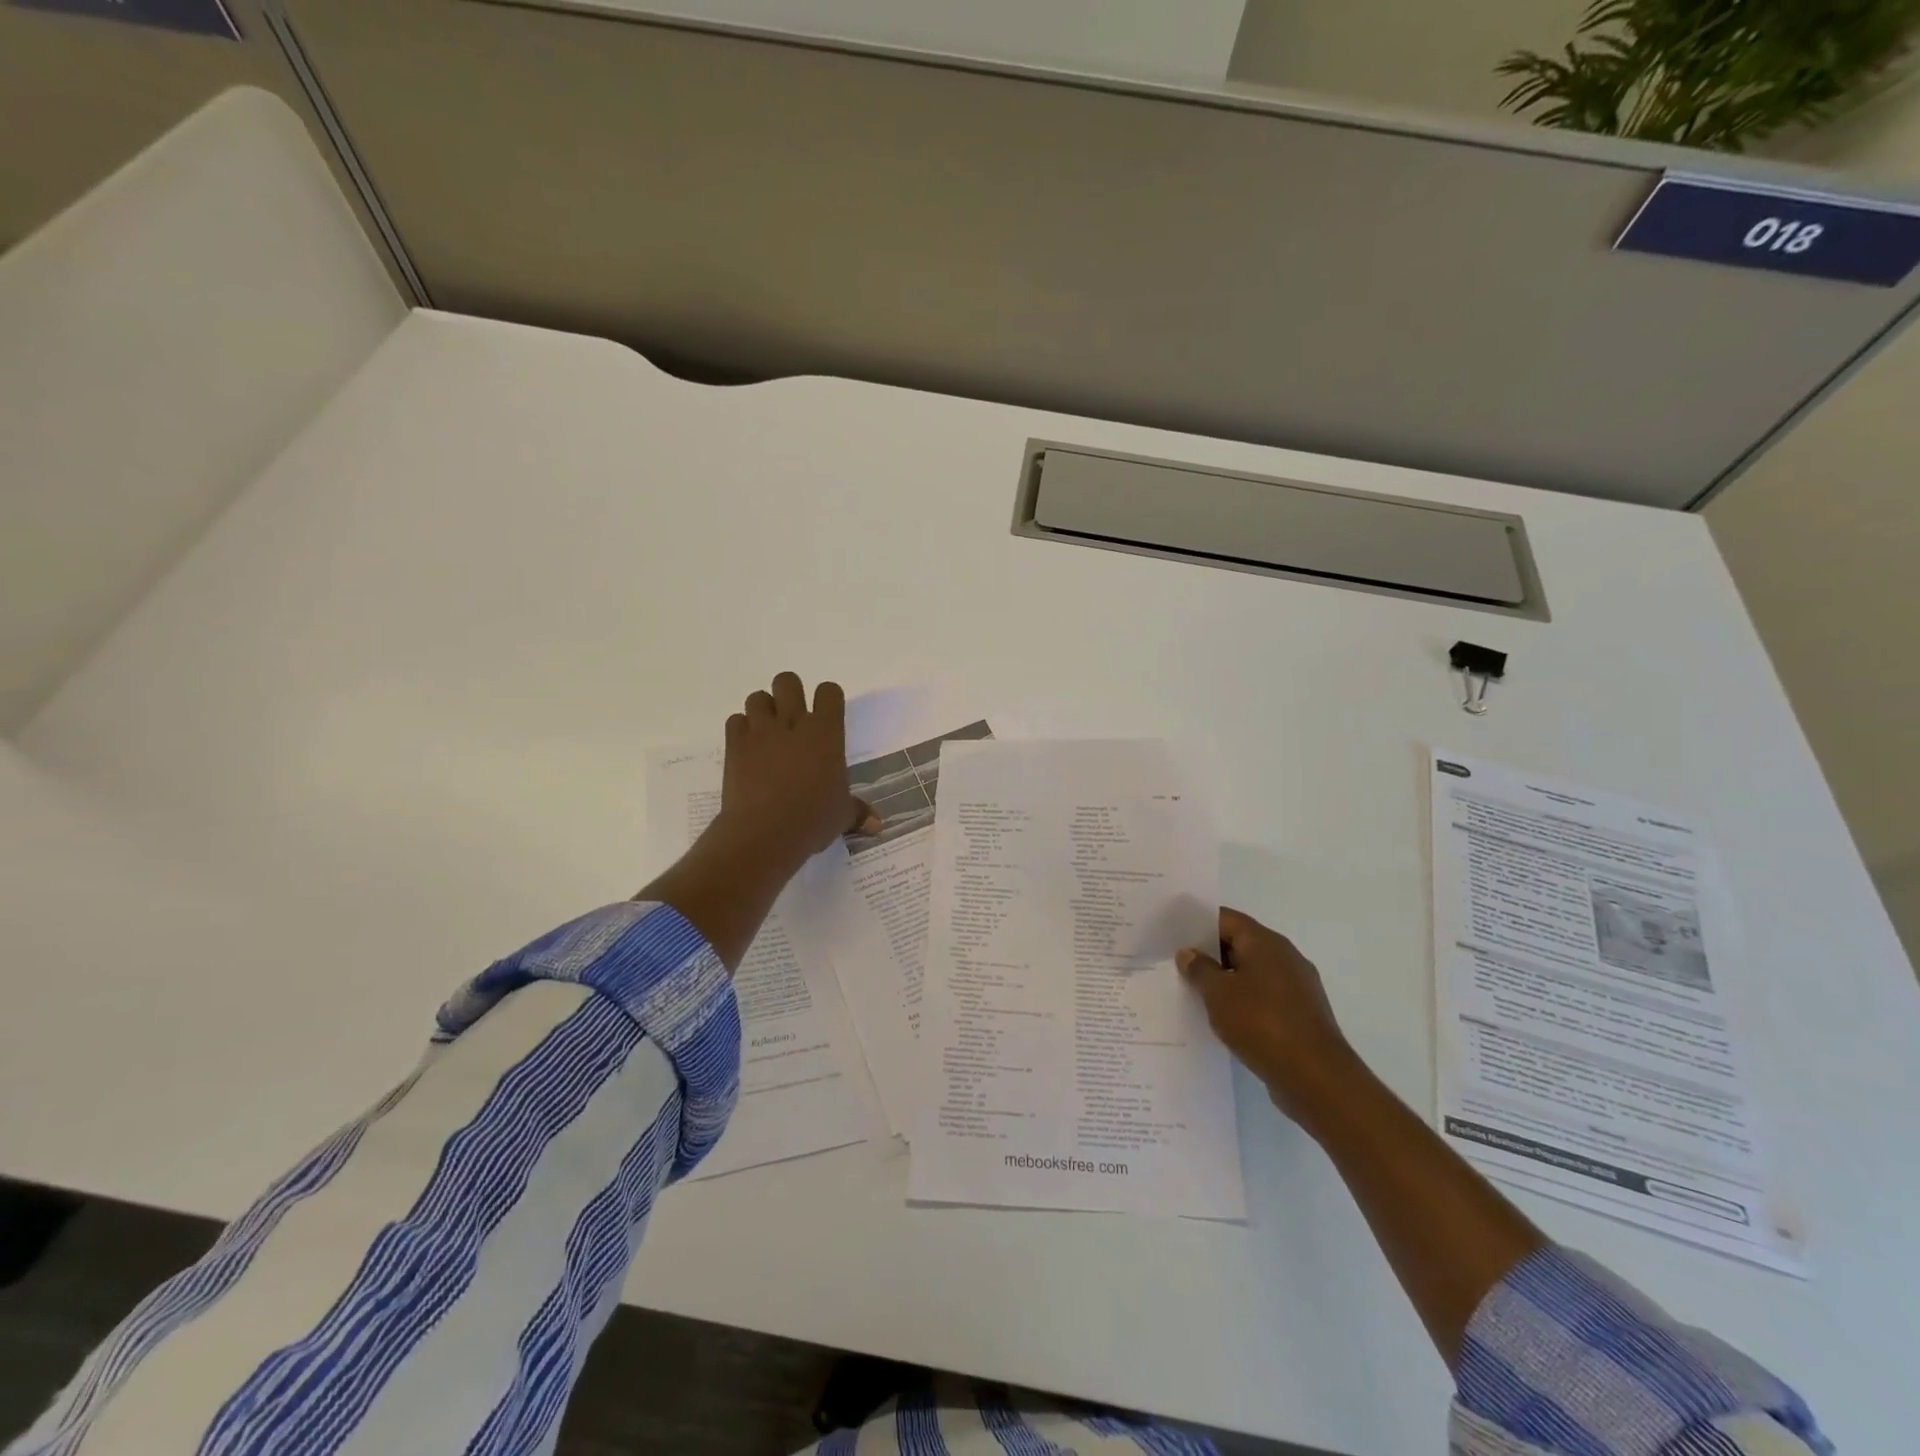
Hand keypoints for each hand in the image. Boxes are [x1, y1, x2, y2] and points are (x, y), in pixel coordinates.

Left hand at [721, 673, 878, 861]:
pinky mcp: (735, 745)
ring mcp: (761, 732)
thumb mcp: (841, 816)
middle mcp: (792, 723)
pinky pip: (735, 721)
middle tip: (792, 719)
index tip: (827, 715)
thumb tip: (877, 826)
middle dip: (789, 693)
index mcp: (825, 733)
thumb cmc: (813, 820)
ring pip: (758, 697)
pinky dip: (741, 730)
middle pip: (788, 682)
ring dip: (763, 710)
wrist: (765, 834)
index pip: (829, 692)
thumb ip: (858, 812)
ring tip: (767, 732)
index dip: (828, 699)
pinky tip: (748, 749)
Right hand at [1178, 909, 1360, 1127]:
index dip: (1198, 925)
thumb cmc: (1262, 1023)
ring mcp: (1297, 987)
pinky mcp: (1301, 1015)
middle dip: (1210, 955)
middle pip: (1240, 944)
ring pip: (1252, 973)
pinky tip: (1225, 1020)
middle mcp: (1285, 957)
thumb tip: (1189, 952)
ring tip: (1196, 995)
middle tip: (1178, 966)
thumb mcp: (1218, 994)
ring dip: (1226, 981)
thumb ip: (1200, 969)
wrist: (1316, 1078)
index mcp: (1266, 942)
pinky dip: (1244, 1003)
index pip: (1226, 919)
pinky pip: (1265, 998)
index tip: (1174, 936)